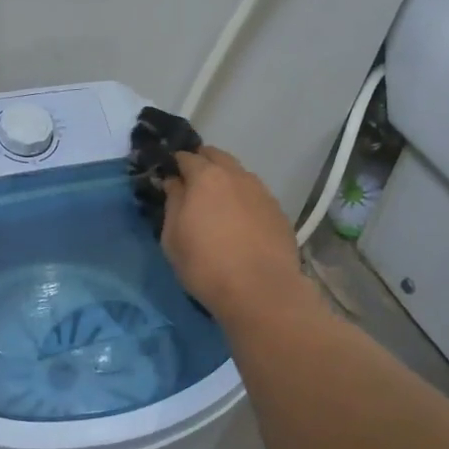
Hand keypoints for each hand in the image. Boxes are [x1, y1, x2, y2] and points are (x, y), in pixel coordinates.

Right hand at [161, 145, 309, 322]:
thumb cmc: (205, 265)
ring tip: (218, 204)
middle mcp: (237, 176)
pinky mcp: (279, 212)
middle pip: (217, 156)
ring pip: (240, 174)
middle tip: (192, 184)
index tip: (170, 176)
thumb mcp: (173, 237)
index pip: (187, 157)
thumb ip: (173, 203)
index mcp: (206, 177)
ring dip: (226, 180)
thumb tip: (174, 183)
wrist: (260, 291)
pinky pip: (255, 196)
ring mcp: (262, 192)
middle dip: (203, 163)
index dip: (176, 164)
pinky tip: (241, 222)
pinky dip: (244, 200)